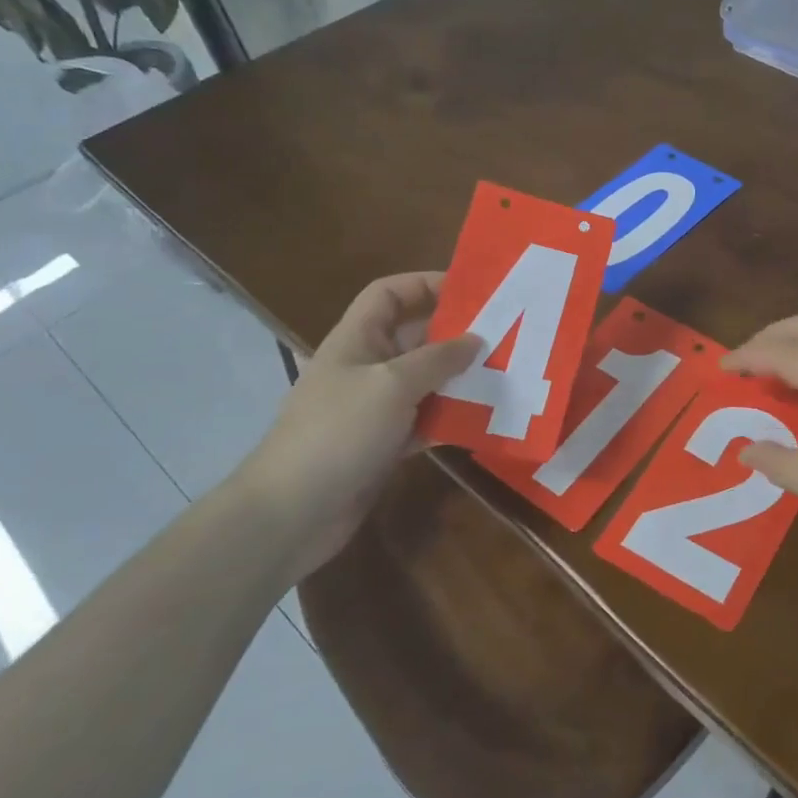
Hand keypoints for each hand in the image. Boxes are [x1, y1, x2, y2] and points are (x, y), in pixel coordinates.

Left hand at [231, 272, 478, 579]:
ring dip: (461, 379)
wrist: (292, 513)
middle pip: (415, 337)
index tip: (472, 291)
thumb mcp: (392, 384)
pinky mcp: (384, 444)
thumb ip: (437, 359)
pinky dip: (452, 418)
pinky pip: (426, 420)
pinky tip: (485, 419)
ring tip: (505, 375)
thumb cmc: (339, 431)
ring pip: (426, 381)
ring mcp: (374, 408)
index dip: (425, 284)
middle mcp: (367, 367)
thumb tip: (475, 341)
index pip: (389, 294)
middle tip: (505, 336)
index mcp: (357, 340)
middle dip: (457, 335)